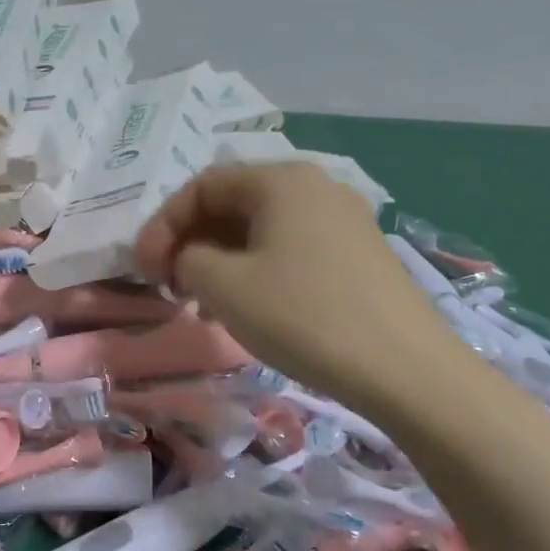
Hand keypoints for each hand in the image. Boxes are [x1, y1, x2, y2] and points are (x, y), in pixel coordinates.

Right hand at [135, 163, 467, 416]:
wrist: (405, 369)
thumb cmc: (302, 315)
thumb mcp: (223, 285)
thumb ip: (187, 259)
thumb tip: (190, 259)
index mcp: (281, 180)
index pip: (202, 186)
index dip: (163, 225)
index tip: (144, 270)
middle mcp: (314, 187)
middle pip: (232, 204)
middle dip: (190, 243)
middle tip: (170, 286)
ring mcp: (342, 221)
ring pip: (260, 230)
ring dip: (219, 261)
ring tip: (202, 304)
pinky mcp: (358, 255)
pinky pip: (289, 250)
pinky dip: (254, 271)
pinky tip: (246, 309)